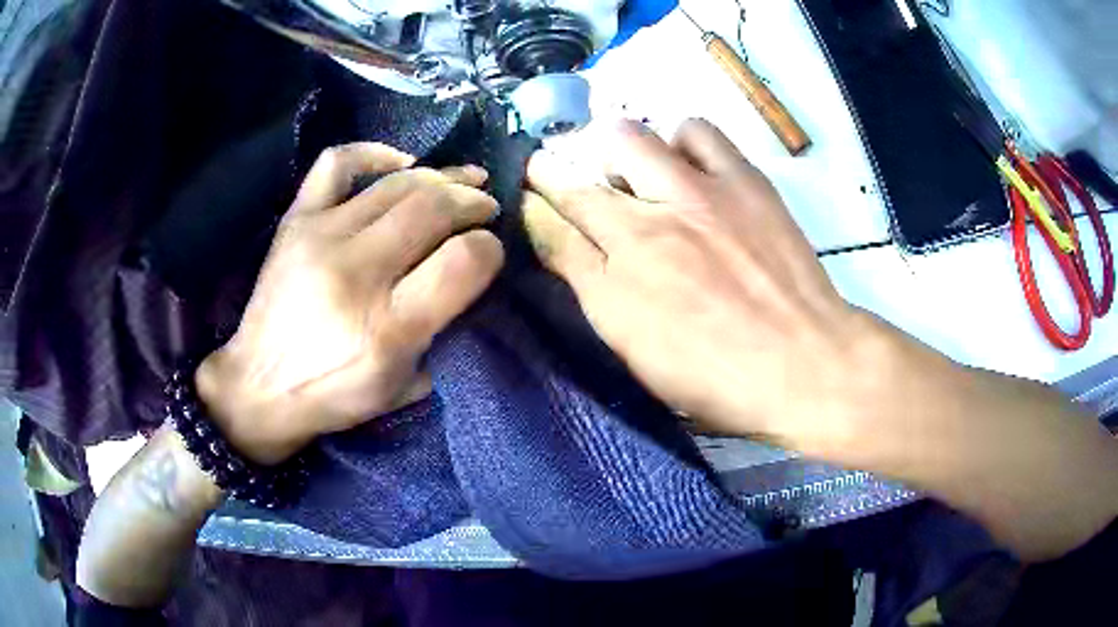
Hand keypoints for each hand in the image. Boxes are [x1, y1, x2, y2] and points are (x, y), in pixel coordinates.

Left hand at [196, 143, 504, 464]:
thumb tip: (464, 273)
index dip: (490, 247)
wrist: (259, 387)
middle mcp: (357, 273)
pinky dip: (376, 154)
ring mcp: (322, 237)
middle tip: (486, 207)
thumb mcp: (403, 386)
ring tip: (463, 180)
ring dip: (443, 176)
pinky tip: (400, 163)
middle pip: (435, 208)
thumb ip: (441, 331)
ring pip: (400, 183)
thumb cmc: (334, 394)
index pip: (463, 261)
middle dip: (474, 202)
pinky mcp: (296, 221)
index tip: (491, 249)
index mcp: (390, 328)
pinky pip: (338, 163)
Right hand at [523, 119, 878, 441]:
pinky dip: (681, 140)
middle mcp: (644, 228)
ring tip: (635, 169)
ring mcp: (695, 195)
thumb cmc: (719, 380)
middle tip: (564, 172)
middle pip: (577, 176)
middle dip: (555, 167)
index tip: (529, 196)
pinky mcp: (742, 180)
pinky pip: (695, 131)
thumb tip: (571, 251)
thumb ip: (596, 297)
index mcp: (614, 284)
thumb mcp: (640, 357)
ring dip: (618, 150)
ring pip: (627, 136)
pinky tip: (691, 164)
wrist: (805, 364)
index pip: (551, 227)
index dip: (533, 206)